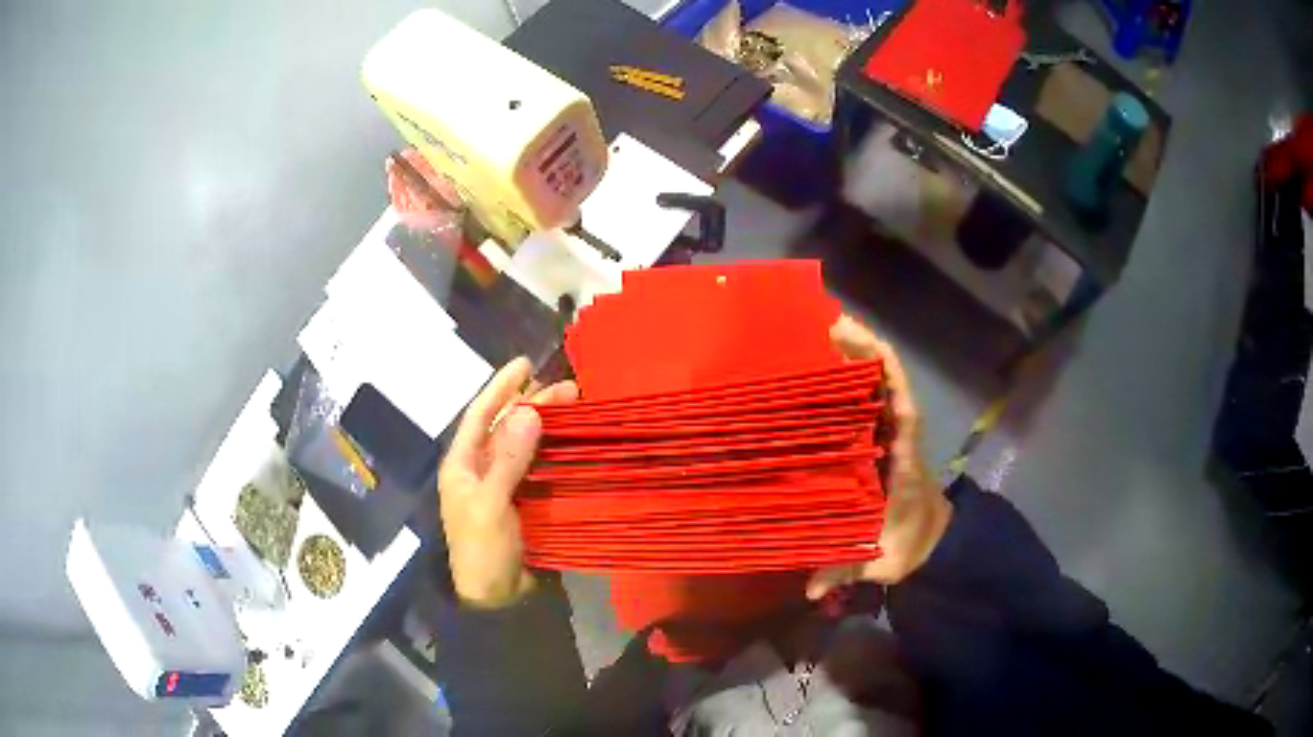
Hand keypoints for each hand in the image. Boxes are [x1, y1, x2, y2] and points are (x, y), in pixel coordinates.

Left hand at [437, 357, 578, 607]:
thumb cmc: (482, 550)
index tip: (525, 363)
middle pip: (507, 427)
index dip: (500, 386)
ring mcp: (504, 485)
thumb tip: (529, 411)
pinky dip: (556, 453)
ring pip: (527, 445)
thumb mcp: (489, 503)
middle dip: (533, 404)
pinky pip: (540, 468)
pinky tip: (575, 442)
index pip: (480, 415)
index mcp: (462, 464)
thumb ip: (508, 458)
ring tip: (577, 408)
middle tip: (569, 388)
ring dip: (549, 426)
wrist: (497, 598)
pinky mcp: (526, 502)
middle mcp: (481, 468)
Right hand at [806, 316, 952, 598]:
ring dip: (853, 357)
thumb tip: (808, 589)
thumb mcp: (881, 559)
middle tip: (817, 328)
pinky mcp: (878, 441)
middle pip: (885, 381)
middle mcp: (898, 435)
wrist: (931, 543)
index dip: (881, 368)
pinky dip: (851, 381)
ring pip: (875, 386)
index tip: (851, 341)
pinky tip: (821, 370)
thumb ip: (846, 568)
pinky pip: (866, 403)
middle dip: (858, 350)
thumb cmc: (909, 545)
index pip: (900, 403)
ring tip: (814, 336)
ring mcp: (888, 435)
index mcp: (904, 456)